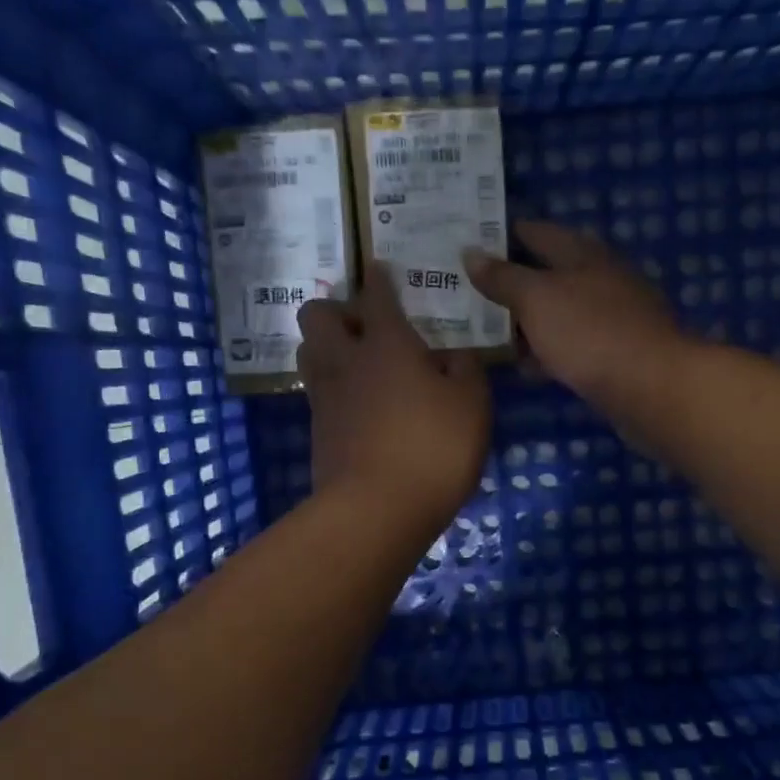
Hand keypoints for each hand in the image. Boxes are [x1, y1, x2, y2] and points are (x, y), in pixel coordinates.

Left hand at [297, 266, 489, 536]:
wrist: (377, 510)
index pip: (377, 296)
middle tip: (367, 326)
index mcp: (387, 344)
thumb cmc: (433, 448)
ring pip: (307, 350)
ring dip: (326, 345)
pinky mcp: (318, 431)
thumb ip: (466, 369)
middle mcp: (347, 361)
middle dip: (337, 309)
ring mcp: (326, 397)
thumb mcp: (472, 404)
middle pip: (317, 314)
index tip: (381, 269)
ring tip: (357, 361)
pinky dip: (332, 385)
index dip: (380, 279)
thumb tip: (452, 354)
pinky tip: (357, 401)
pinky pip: (317, 390)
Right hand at [465, 219, 689, 415]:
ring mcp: (611, 317)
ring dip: (527, 321)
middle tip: (467, 292)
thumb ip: (503, 277)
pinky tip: (526, 367)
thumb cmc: (589, 332)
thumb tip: (470, 253)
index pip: (536, 232)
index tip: (468, 245)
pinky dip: (548, 351)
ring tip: (487, 332)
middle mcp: (600, 278)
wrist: (651, 387)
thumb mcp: (537, 299)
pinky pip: (572, 344)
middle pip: (548, 273)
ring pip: (559, 312)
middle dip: (511, 283)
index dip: (502, 236)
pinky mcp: (616, 353)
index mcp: (583, 253)